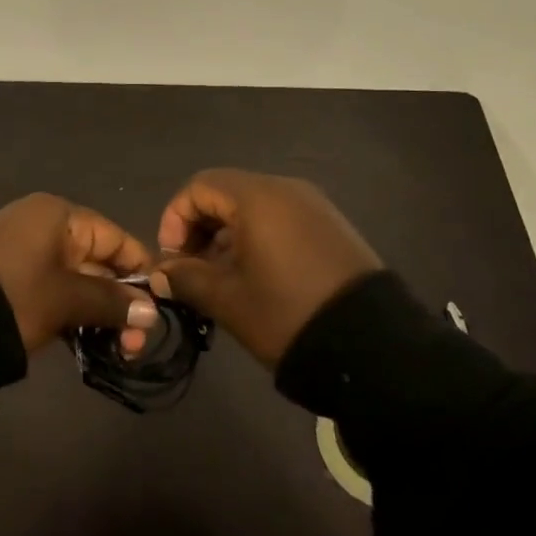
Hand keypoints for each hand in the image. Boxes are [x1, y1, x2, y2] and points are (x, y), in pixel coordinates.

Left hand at [0, 194, 159, 353]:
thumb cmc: (14, 297)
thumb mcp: (67, 299)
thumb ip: (111, 302)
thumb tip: (151, 312)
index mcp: (57, 216)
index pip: (114, 237)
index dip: (140, 270)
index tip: (162, 306)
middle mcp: (44, 227)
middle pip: (98, 261)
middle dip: (121, 301)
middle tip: (137, 344)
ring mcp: (27, 254)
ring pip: (78, 281)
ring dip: (100, 313)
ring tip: (120, 351)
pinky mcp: (14, 281)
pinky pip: (56, 291)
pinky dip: (74, 314)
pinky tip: (92, 343)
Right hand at [151, 169, 381, 366]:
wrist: (374, 348)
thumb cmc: (287, 314)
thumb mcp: (228, 300)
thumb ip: (186, 278)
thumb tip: (161, 272)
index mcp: (257, 197)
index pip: (199, 187)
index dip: (175, 219)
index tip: (172, 259)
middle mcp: (286, 189)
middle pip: (226, 193)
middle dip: (199, 229)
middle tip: (192, 271)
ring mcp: (314, 206)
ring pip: (253, 207)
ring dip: (227, 236)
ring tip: (222, 279)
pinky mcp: (332, 227)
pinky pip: (281, 219)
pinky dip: (257, 238)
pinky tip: (256, 277)